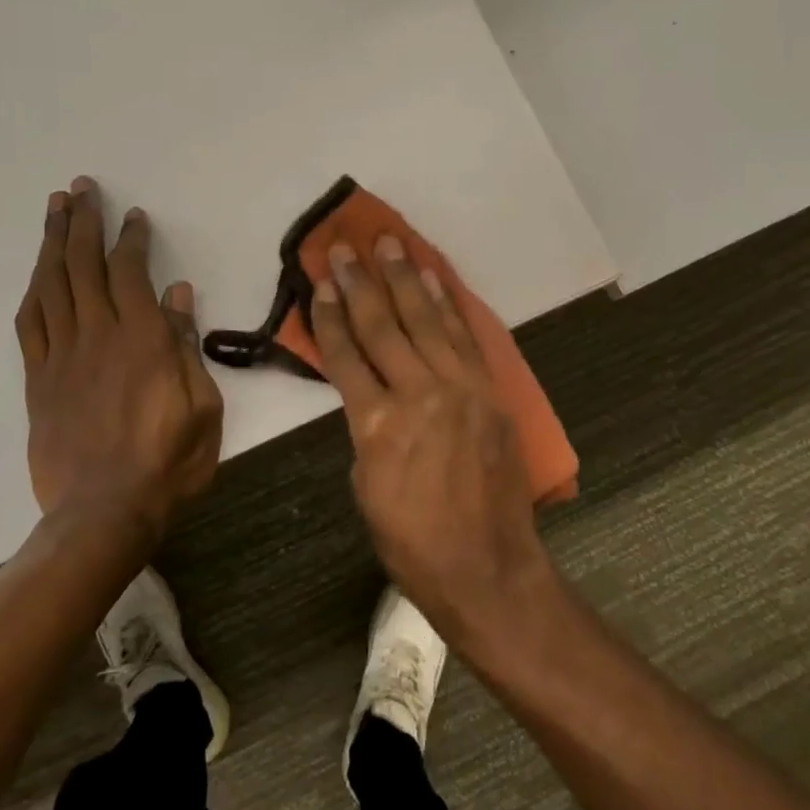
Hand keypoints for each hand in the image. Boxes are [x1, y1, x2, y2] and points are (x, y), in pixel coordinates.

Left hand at [15, 176, 223, 539]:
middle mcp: (97, 336)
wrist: (104, 514)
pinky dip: (34, 290)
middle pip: (83, 265)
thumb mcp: (202, 406)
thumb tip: (178, 294)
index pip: (130, 273)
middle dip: (82, 221)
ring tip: (53, 210)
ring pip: (51, 285)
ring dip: (52, 243)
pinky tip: (38, 272)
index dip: (130, 238)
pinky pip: (30, 324)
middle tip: (80, 188)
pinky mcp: (38, 380)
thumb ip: (186, 346)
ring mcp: (61, 357)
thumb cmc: (168, 462)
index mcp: (141, 340)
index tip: (133, 216)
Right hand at [310, 235, 552, 643]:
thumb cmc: (412, 540)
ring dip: (406, 278)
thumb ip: (365, 429)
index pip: (345, 355)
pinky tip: (435, 280)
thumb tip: (368, 392)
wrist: (487, 566)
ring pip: (426, 320)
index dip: (329, 315)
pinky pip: (465, 337)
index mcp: (377, 424)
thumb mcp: (366, 486)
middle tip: (345, 247)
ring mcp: (461, 388)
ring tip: (390, 243)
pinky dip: (448, 305)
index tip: (320, 282)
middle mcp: (418, 394)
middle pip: (382, 325)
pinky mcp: (490, 391)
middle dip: (360, 283)